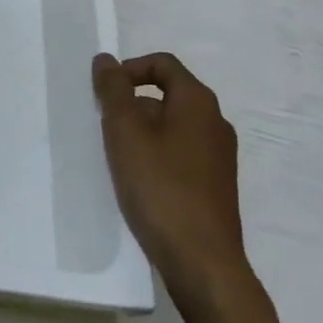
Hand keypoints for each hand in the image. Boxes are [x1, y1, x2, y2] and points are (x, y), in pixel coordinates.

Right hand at [93, 52, 247, 310]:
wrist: (202, 262)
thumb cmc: (160, 188)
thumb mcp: (125, 132)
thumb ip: (113, 91)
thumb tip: (106, 59)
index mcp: (198, 102)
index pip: (162, 64)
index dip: (128, 69)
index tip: (103, 93)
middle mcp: (215, 122)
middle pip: (167, 94)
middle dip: (131, 105)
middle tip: (104, 128)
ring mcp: (220, 156)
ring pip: (173, 127)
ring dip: (142, 133)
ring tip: (117, 158)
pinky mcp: (216, 186)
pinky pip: (181, 154)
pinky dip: (156, 156)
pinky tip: (139, 183)